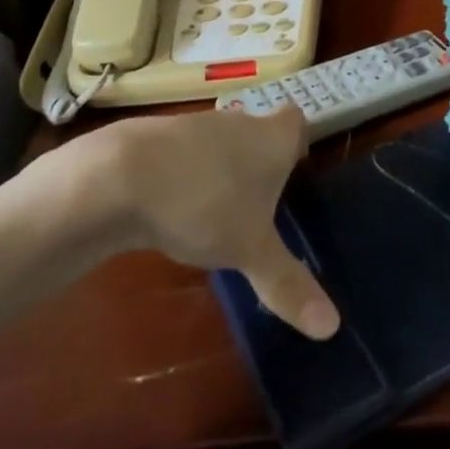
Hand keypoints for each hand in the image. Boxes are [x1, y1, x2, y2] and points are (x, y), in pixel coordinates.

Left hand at [19, 108, 339, 339]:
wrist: (118, 178)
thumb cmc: (204, 205)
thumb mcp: (250, 251)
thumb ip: (289, 284)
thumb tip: (331, 326)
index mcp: (272, 139)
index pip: (296, 121)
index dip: (297, 141)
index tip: (295, 166)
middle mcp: (238, 121)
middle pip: (257, 131)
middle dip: (258, 160)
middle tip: (260, 201)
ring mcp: (193, 124)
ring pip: (218, 142)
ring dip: (219, 168)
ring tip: (216, 210)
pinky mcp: (154, 136)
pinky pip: (180, 153)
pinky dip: (182, 173)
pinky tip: (171, 208)